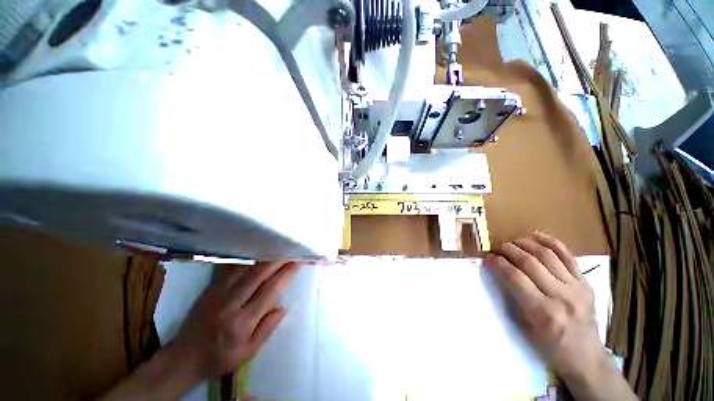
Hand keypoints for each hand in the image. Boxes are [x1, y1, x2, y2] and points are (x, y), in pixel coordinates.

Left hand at [168, 261, 300, 381]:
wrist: (183, 357)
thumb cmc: (220, 358)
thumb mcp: (248, 353)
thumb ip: (267, 329)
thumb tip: (284, 307)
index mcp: (242, 322)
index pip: (270, 290)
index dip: (286, 273)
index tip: (299, 262)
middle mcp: (231, 303)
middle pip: (259, 273)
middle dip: (279, 259)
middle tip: (293, 249)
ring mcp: (218, 292)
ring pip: (247, 267)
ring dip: (266, 256)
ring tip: (280, 247)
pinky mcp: (211, 287)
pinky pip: (233, 267)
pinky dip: (249, 258)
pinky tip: (258, 251)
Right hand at [484, 232, 606, 386]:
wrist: (586, 357)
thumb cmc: (549, 346)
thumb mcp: (524, 327)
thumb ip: (512, 296)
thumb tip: (499, 271)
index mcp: (543, 312)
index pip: (514, 277)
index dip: (497, 263)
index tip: (487, 258)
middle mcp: (561, 296)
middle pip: (529, 262)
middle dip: (508, 250)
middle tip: (498, 248)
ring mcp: (577, 287)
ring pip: (547, 255)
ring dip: (525, 244)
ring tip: (513, 242)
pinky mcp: (585, 282)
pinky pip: (567, 256)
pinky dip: (551, 242)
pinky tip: (536, 236)